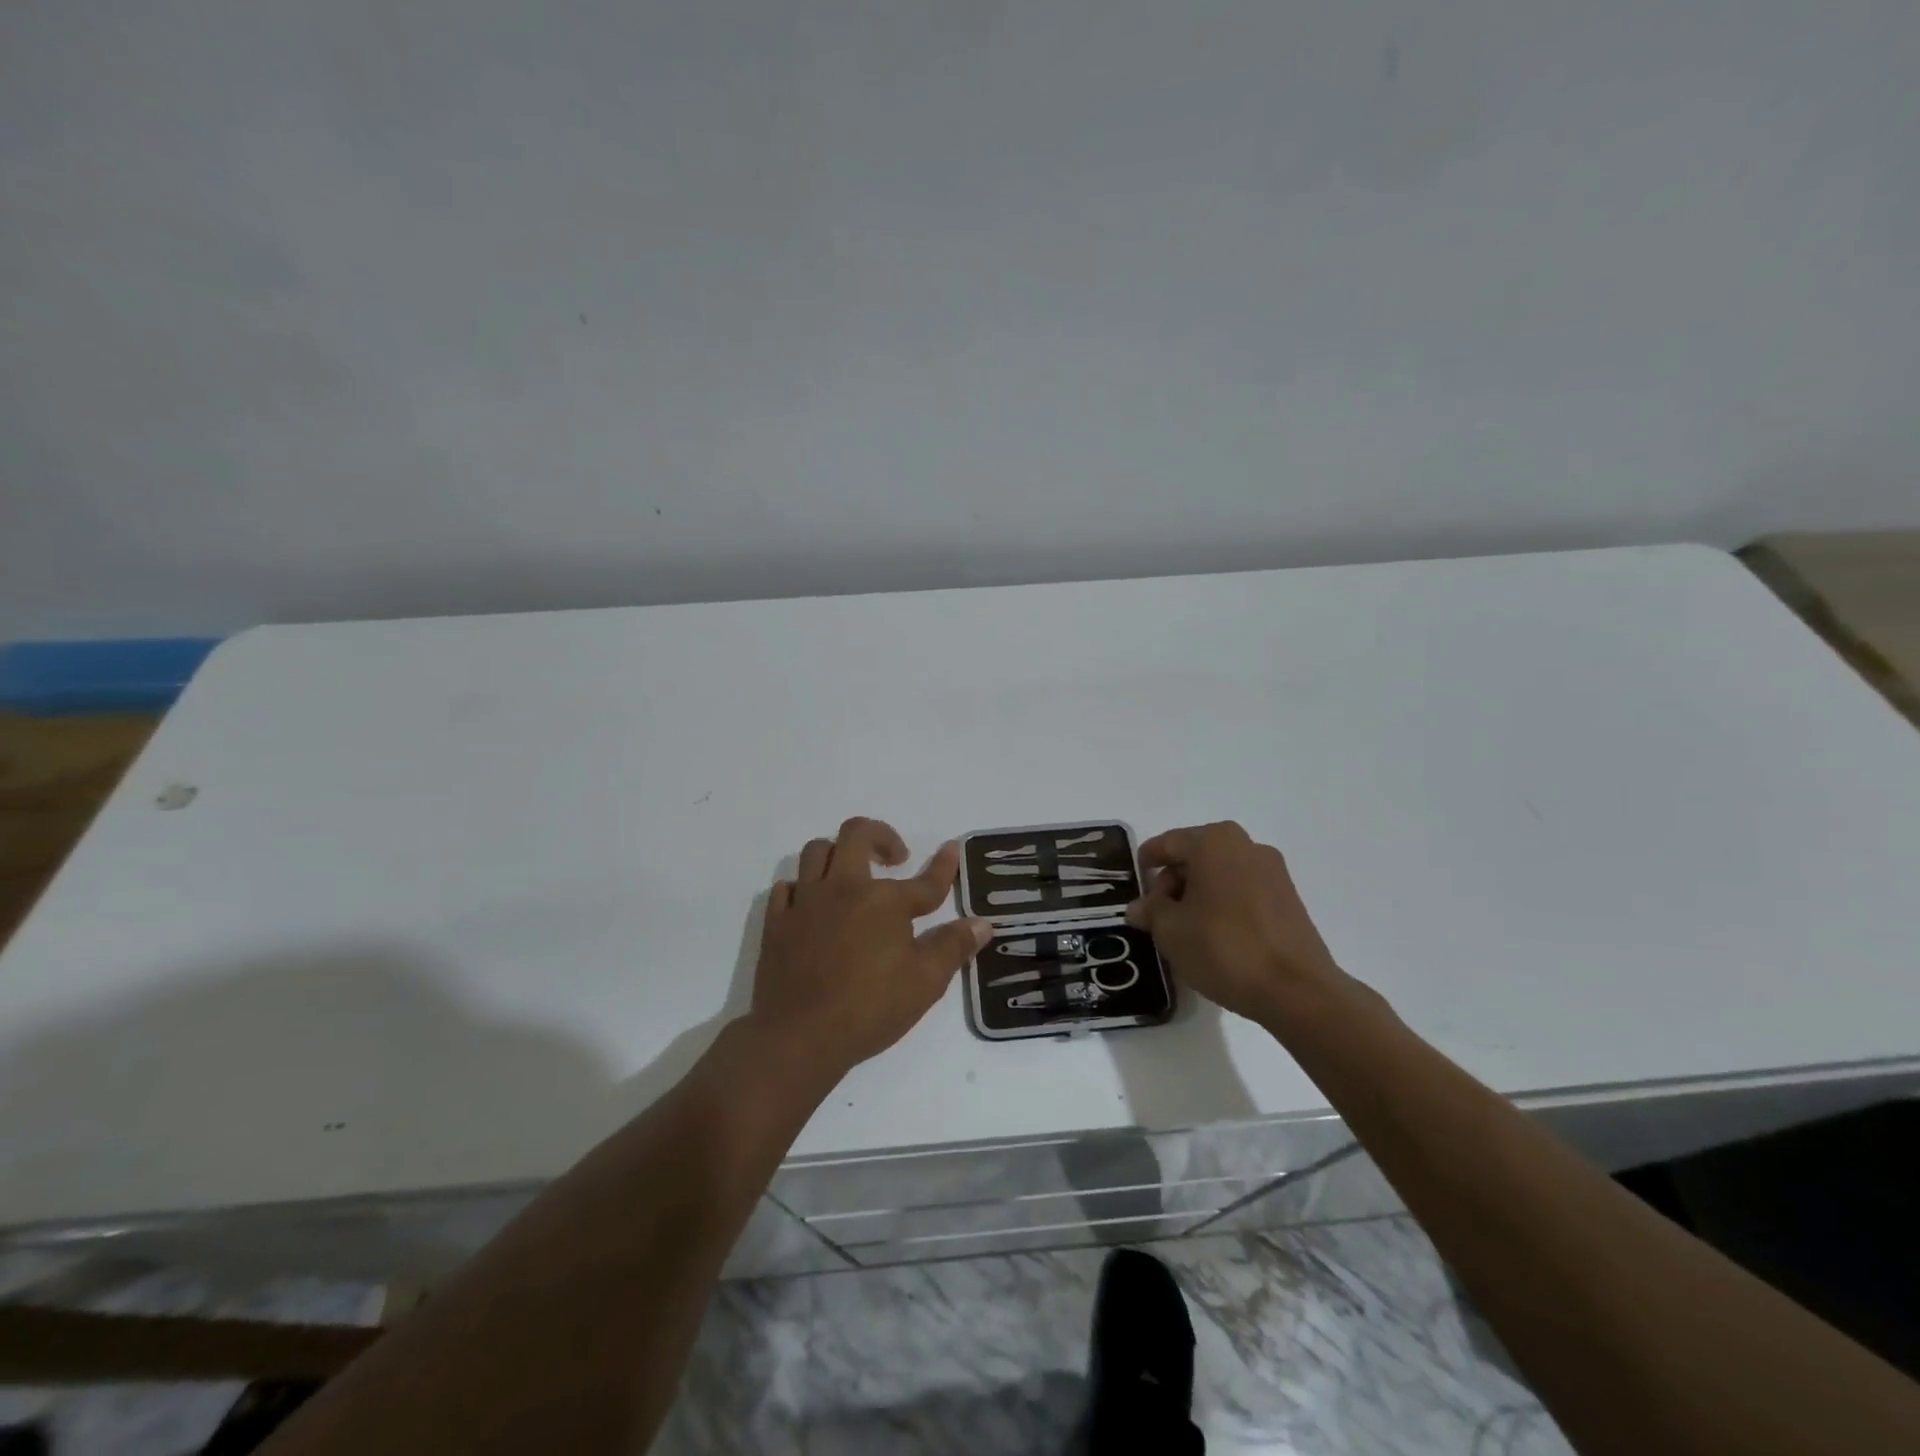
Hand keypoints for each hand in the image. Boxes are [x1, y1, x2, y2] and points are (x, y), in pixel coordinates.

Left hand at [751, 817, 991, 1078]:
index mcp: (885, 901)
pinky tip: (812, 904)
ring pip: (817, 851)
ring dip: (838, 854)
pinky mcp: (777, 921)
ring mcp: (806, 901)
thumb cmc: (869, 1009)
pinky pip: (786, 886)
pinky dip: (802, 887)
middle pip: (857, 834)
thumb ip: (953, 946)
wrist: (798, 1036)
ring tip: (851, 875)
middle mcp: (844, 888)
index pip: (924, 880)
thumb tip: (983, 923)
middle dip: (880, 835)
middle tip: (894, 857)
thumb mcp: (925, 982)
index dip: (944, 865)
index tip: (951, 849)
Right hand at [1126, 821, 1352, 1027]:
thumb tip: (1140, 907)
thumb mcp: (1170, 931)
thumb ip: (1150, 911)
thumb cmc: (1224, 948)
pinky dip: (1223, 905)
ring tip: (1185, 931)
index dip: (1146, 865)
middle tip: (1159, 916)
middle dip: (1172, 883)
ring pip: (1220, 874)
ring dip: (1198, 895)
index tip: (1135, 889)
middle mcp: (1246, 846)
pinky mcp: (1289, 899)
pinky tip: (1215, 937)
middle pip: (1195, 856)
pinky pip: (1243, 891)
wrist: (1297, 991)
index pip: (1167, 843)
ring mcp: (1273, 872)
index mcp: (1214, 842)